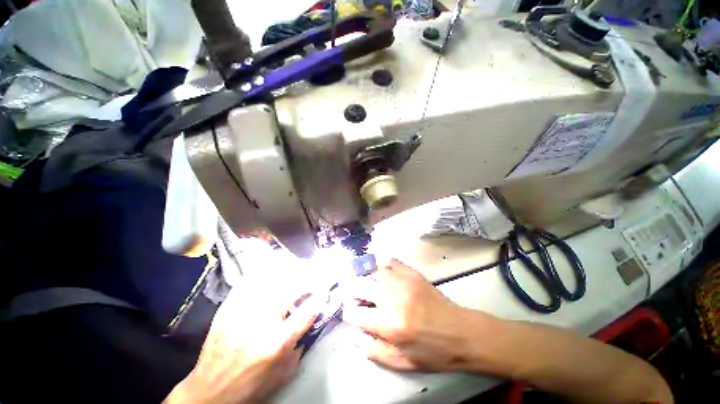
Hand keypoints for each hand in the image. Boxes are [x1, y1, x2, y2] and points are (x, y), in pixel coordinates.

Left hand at [165, 282, 319, 403]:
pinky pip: (248, 282)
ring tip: (296, 267)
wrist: (209, 392)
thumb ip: (300, 346)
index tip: (325, 290)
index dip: (320, 296)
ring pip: (270, 280)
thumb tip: (308, 322)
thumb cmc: (250, 386)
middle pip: (290, 289)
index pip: (307, 311)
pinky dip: (262, 273)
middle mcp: (261, 323)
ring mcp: (242, 313)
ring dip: (288, 271)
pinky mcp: (227, 309)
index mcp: (276, 343)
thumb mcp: (283, 374)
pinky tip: (270, 270)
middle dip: (307, 279)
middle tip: (313, 275)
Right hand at [343, 259, 492, 371]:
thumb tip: (355, 336)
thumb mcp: (403, 363)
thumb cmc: (433, 351)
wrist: (461, 332)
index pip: (356, 314)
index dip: (349, 313)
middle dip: (352, 290)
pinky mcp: (413, 274)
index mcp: (390, 325)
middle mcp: (393, 299)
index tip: (352, 314)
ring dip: (365, 277)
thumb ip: (375, 351)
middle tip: (355, 295)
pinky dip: (382, 265)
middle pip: (361, 286)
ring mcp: (404, 282)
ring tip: (365, 282)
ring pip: (373, 271)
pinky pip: (391, 261)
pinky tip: (381, 271)